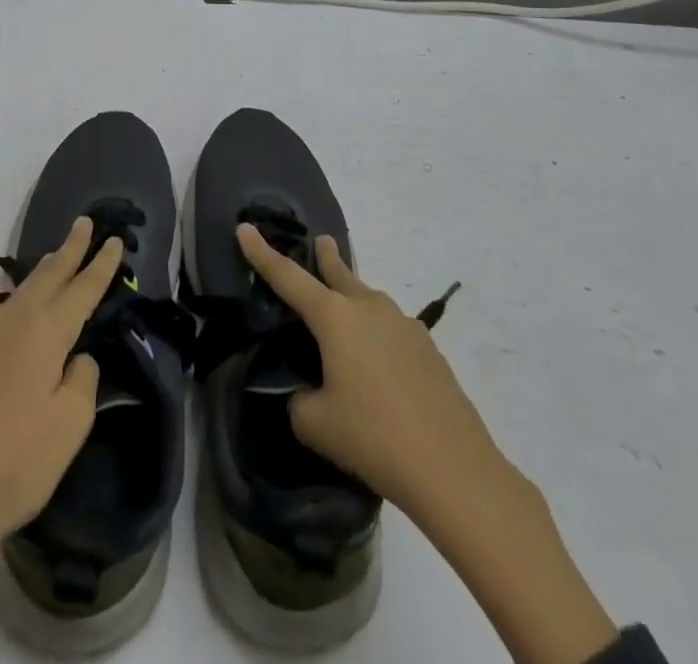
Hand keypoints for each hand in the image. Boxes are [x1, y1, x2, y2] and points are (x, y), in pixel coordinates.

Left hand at [0, 217, 121, 617]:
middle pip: (46, 275)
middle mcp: (9, 322)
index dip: (101, 264)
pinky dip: (15, 315)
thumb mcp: (70, 425)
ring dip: (41, 278)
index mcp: (44, 331)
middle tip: (83, 223)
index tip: (115, 239)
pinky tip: (14, 338)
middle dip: (68, 249)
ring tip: (54, 267)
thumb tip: (75, 358)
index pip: (82, 288)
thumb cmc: (16, 463)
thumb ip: (82, 379)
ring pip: (18, 297)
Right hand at [235, 224, 504, 514]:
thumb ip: (299, 400)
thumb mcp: (316, 424)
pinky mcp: (428, 350)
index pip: (287, 276)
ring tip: (347, 314)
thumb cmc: (373, 437)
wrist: (453, 469)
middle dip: (326, 257)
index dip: (262, 253)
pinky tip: (381, 364)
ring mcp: (404, 325)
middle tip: (320, 242)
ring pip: (369, 300)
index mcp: (334, 317)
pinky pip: (392, 328)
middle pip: (339, 273)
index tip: (245, 227)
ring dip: (354, 297)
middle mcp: (368, 308)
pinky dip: (378, 333)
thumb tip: (308, 394)